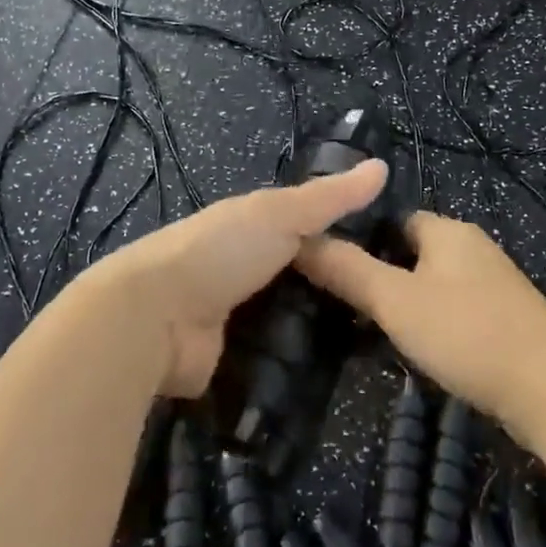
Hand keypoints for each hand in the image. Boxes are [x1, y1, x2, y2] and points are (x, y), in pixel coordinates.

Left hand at [94, 160, 388, 398]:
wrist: (157, 317)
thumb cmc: (221, 251)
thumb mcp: (280, 214)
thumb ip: (329, 198)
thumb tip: (383, 166)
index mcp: (249, 227)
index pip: (303, 229)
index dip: (340, 238)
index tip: (388, 255)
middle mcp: (240, 269)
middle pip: (296, 279)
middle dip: (331, 293)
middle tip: (387, 310)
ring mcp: (231, 318)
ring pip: (286, 322)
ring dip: (315, 333)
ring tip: (373, 349)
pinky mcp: (228, 364)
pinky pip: (271, 363)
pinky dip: (294, 368)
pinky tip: (334, 379)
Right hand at [294, 211, 545, 447]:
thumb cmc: (468, 333)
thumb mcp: (396, 302)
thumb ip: (347, 270)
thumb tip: (299, 240)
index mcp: (447, 230)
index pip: (393, 219)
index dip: (362, 240)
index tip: (333, 270)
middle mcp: (473, 247)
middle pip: (413, 252)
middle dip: (383, 276)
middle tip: (347, 309)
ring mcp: (496, 285)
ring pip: (435, 284)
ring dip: (409, 305)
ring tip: (377, 336)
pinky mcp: (510, 321)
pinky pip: (458, 311)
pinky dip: (437, 325)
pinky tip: (426, 355)